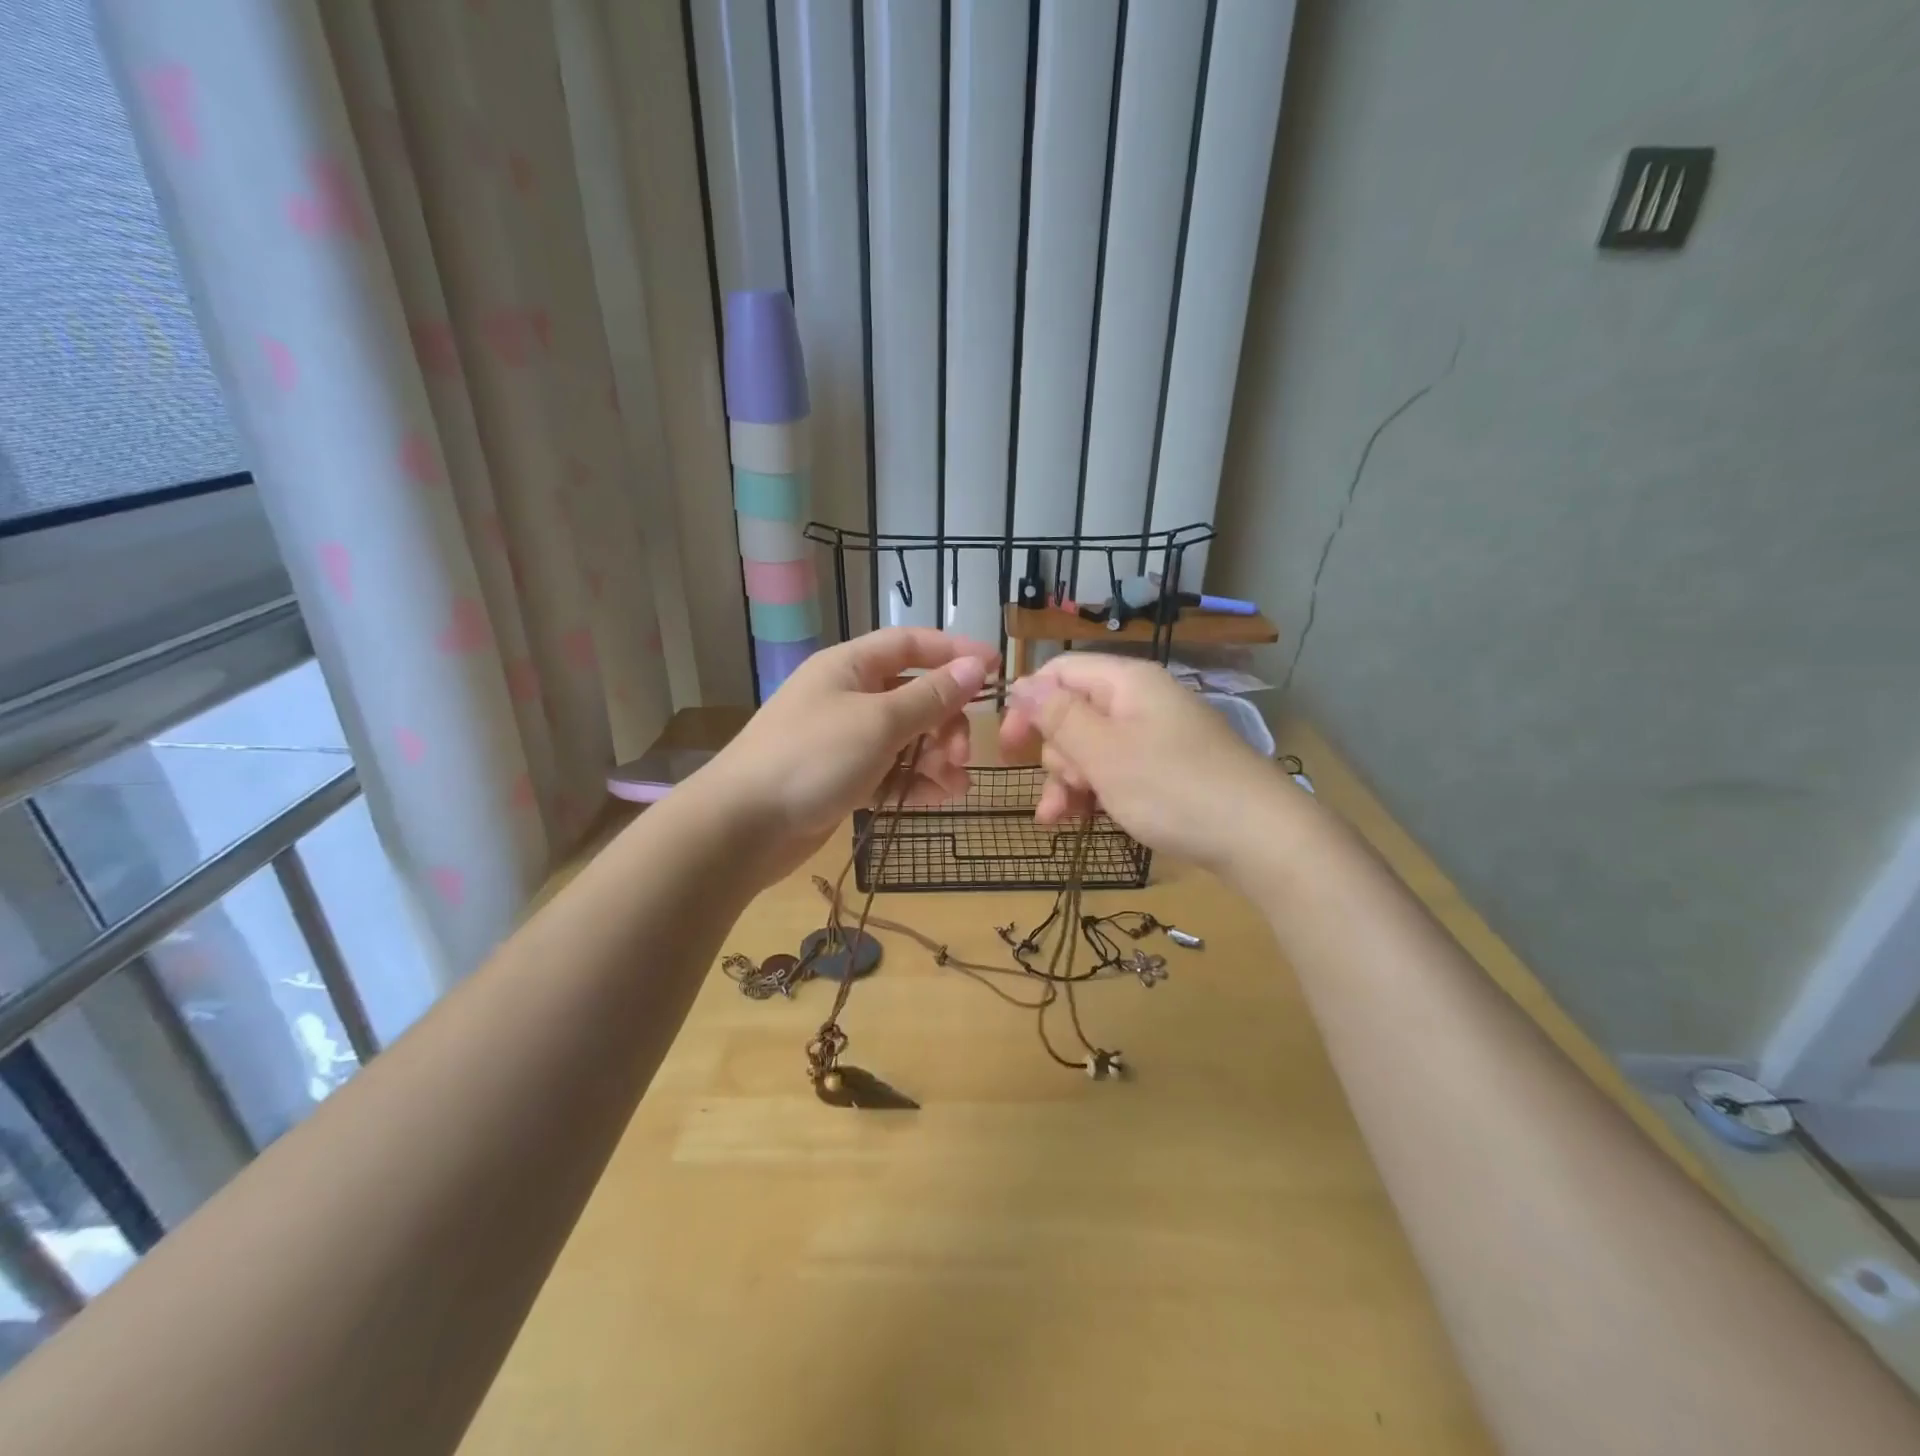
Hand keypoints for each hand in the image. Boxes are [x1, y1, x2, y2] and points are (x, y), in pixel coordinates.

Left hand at [701, 628, 996, 880]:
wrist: (742, 826)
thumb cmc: (812, 758)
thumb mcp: (879, 722)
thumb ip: (931, 697)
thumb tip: (976, 667)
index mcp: (849, 667)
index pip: (910, 644)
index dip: (953, 652)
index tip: (995, 669)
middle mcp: (847, 697)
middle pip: (913, 696)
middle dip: (945, 721)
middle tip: (961, 753)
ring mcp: (843, 741)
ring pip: (905, 738)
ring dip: (936, 757)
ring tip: (956, 785)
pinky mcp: (841, 780)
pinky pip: (890, 772)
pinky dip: (915, 782)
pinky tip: (940, 798)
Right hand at [999, 654, 1281, 868]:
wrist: (1260, 837)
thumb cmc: (1172, 788)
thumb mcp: (1103, 753)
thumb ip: (1058, 716)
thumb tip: (1020, 683)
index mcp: (1126, 682)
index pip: (1059, 673)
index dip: (1027, 706)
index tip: (1007, 749)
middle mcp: (1141, 701)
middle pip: (1073, 713)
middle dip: (1055, 755)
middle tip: (1062, 789)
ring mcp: (1157, 735)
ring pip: (1092, 748)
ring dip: (1069, 781)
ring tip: (1060, 819)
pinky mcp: (1168, 768)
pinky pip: (1117, 769)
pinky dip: (1096, 791)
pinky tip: (1082, 820)